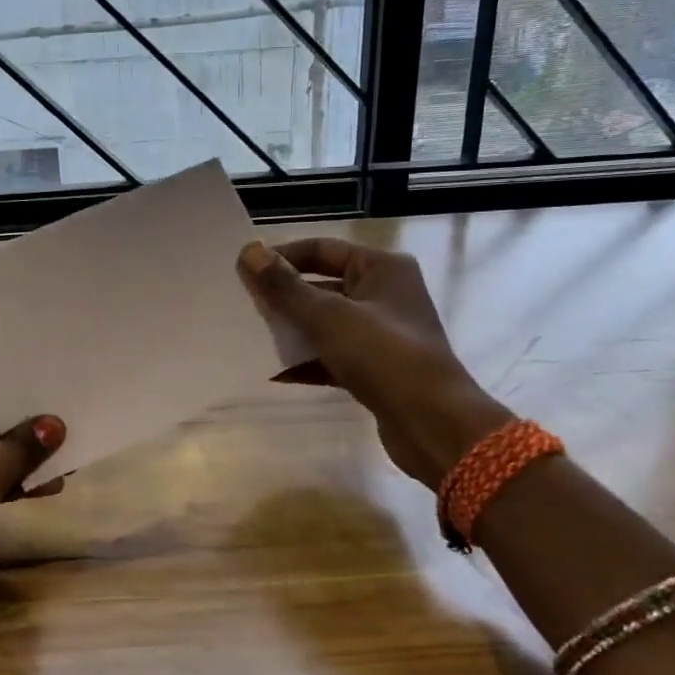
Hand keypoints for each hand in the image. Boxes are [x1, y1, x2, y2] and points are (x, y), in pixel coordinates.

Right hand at [239, 238, 509, 486]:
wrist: (433, 425)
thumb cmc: (384, 356)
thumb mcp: (328, 317)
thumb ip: (285, 286)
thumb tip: (248, 251)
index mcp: (382, 268)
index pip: (320, 249)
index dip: (281, 256)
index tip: (242, 271)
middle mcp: (384, 294)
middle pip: (321, 285)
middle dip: (283, 296)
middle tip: (240, 304)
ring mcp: (381, 333)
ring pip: (325, 323)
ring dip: (291, 329)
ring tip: (249, 336)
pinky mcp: (376, 368)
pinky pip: (332, 355)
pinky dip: (306, 361)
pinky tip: (272, 372)